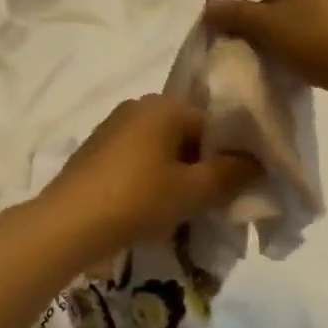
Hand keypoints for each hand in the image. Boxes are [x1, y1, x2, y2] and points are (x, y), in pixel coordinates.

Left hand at [35, 95, 258, 267]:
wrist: (69, 222)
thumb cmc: (138, 198)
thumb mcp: (193, 190)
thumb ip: (231, 173)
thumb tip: (258, 161)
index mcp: (163, 105)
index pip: (214, 123)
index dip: (232, 155)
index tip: (240, 187)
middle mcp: (137, 106)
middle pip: (186, 134)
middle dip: (203, 167)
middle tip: (215, 203)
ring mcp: (112, 127)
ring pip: (161, 149)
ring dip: (177, 175)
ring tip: (185, 211)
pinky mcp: (96, 150)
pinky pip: (137, 159)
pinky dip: (151, 179)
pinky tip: (153, 209)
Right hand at [203, 0, 327, 118]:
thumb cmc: (321, 39)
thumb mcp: (268, 25)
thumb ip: (235, 14)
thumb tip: (212, 8)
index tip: (211, 9)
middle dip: (248, 9)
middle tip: (229, 32)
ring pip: (292, 13)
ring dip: (267, 29)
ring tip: (251, 52)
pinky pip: (308, 33)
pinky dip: (288, 44)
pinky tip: (281, 65)